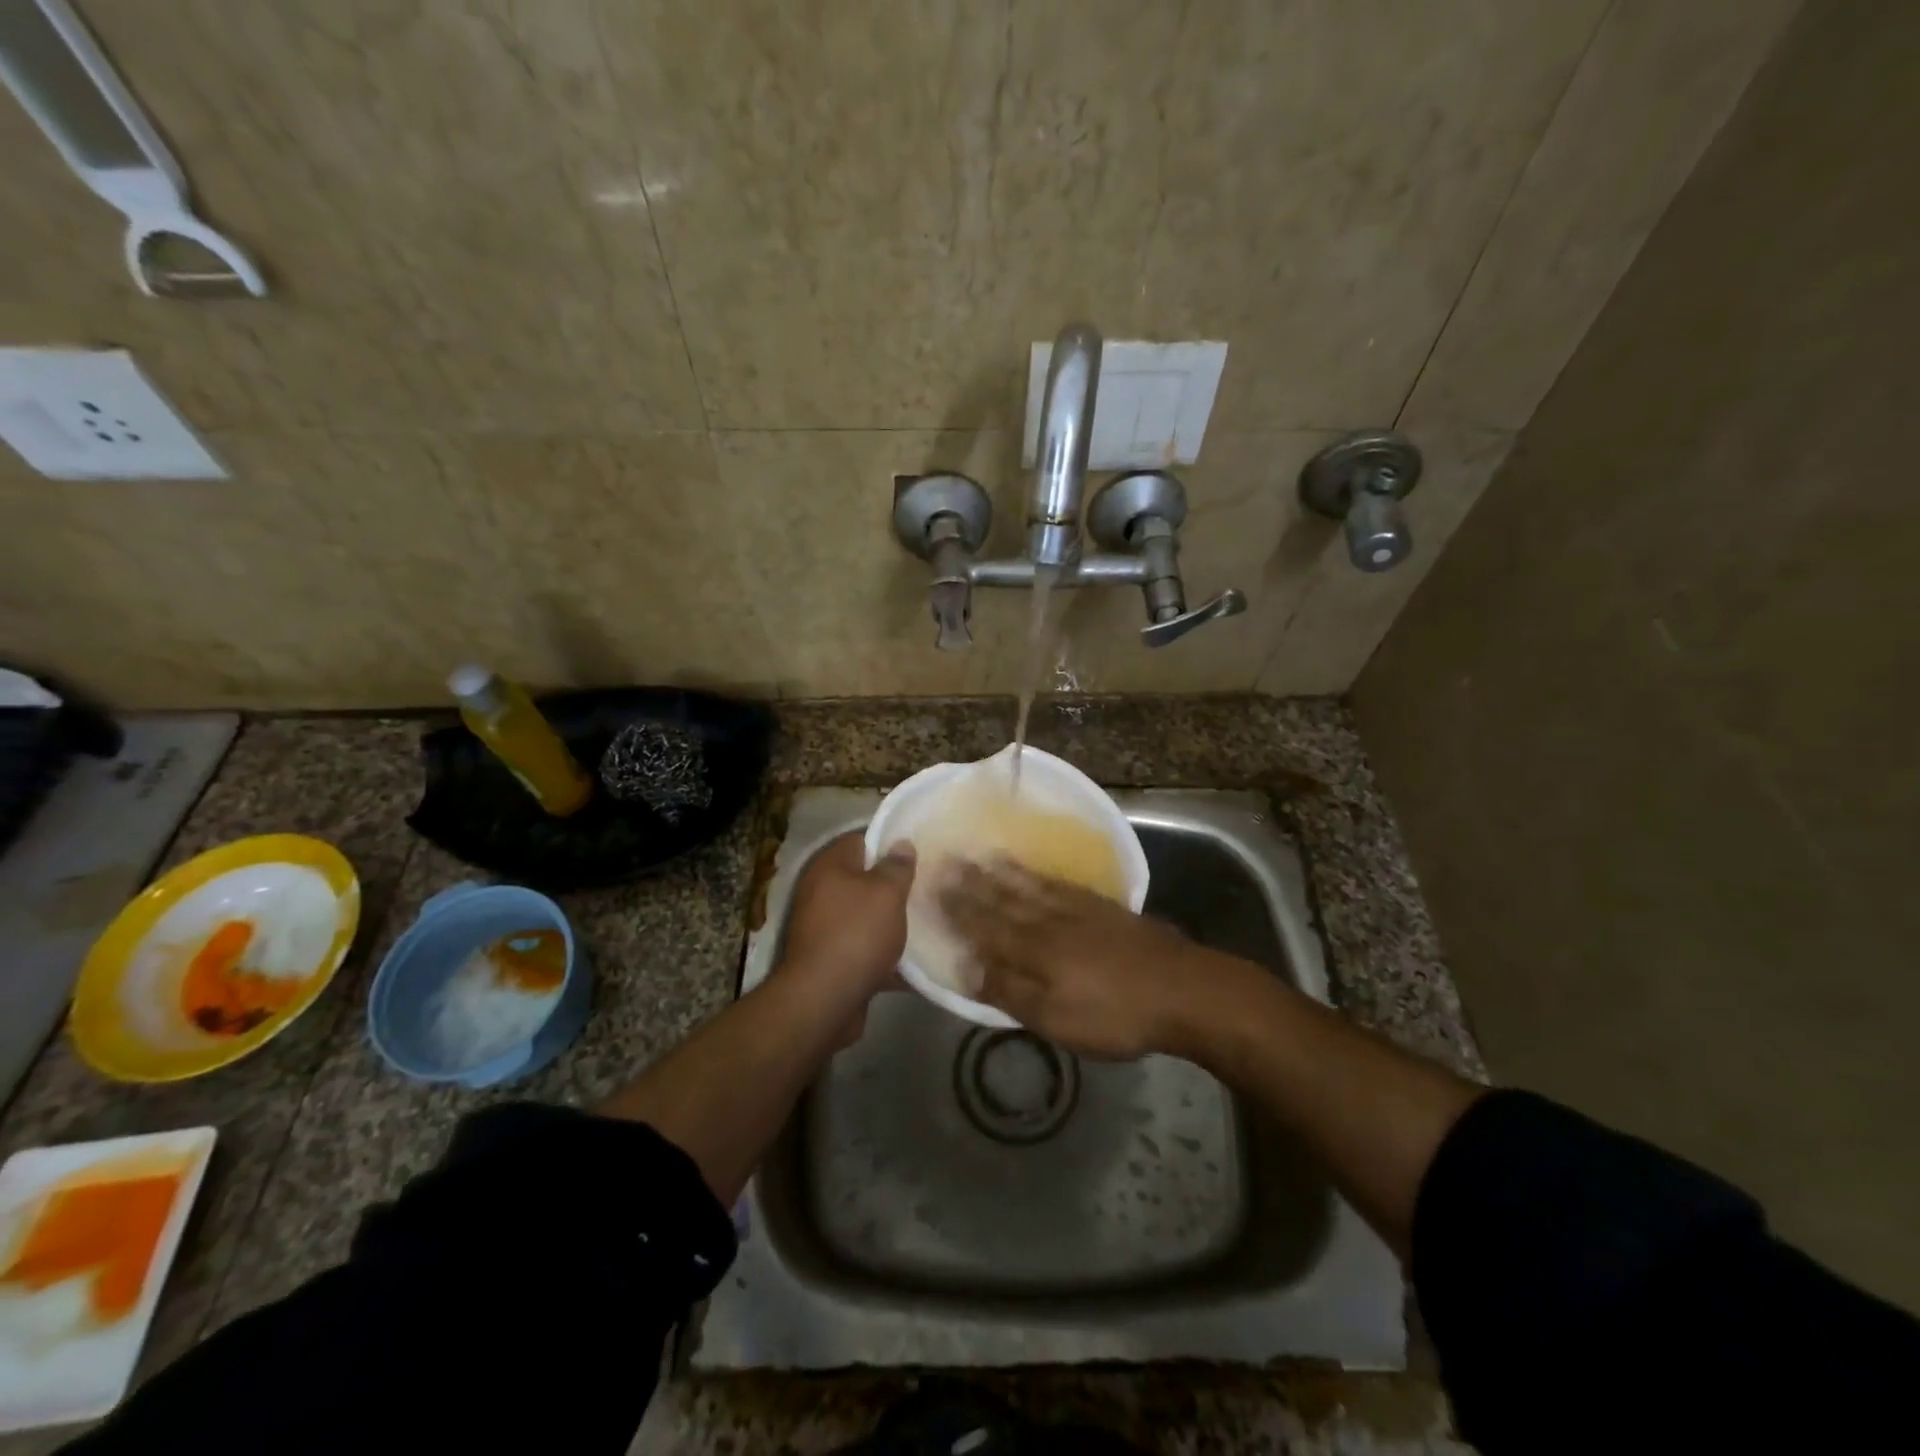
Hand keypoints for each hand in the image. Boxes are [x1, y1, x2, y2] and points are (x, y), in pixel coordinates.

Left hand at [780, 832, 914, 1000]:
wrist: (824, 1001)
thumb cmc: (856, 934)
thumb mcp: (886, 892)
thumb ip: (897, 866)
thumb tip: (901, 844)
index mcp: (829, 867)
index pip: (860, 840)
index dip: (888, 843)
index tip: (918, 851)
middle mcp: (821, 893)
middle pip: (863, 880)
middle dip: (894, 885)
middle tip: (927, 886)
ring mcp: (824, 929)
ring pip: (866, 917)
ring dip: (892, 922)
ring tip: (928, 920)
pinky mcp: (833, 961)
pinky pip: (865, 950)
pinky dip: (886, 955)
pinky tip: (916, 962)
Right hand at [937, 858, 1213, 1058]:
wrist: (1183, 990)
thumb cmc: (1115, 1014)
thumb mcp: (1056, 1018)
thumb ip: (1010, 991)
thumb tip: (967, 969)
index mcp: (1033, 949)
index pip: (985, 924)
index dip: (957, 908)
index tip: (932, 887)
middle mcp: (1049, 920)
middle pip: (1004, 899)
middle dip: (973, 882)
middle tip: (948, 860)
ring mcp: (1078, 909)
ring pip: (1030, 886)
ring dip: (1002, 872)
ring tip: (982, 855)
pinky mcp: (1103, 908)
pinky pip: (1059, 883)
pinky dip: (1039, 875)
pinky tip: (1033, 871)